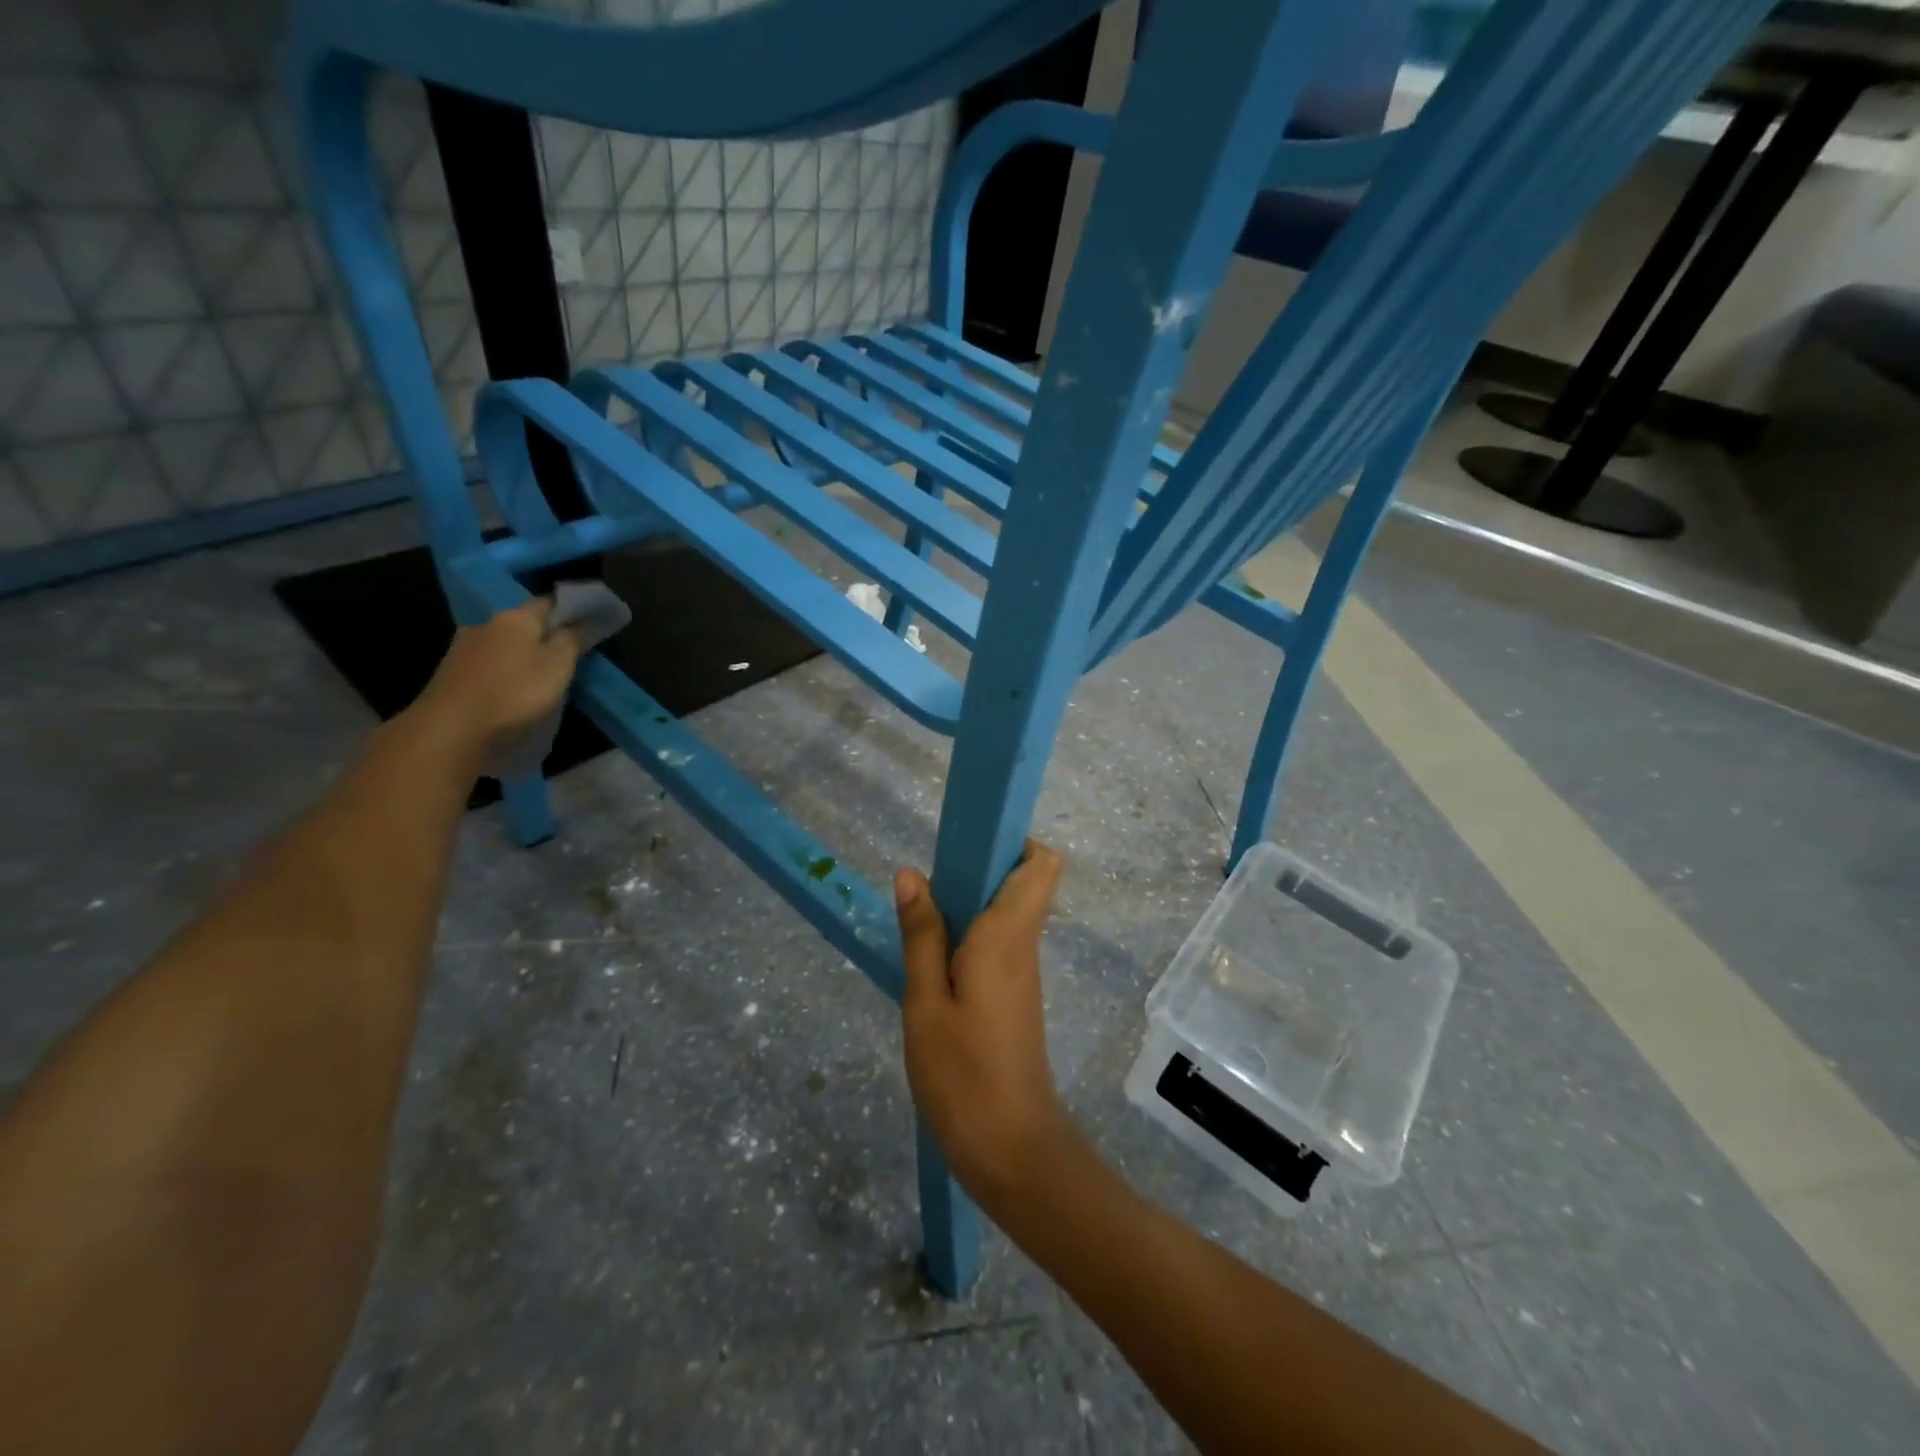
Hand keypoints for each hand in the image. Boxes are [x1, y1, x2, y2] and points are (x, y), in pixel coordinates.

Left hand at [410, 597, 582, 755]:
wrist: (451, 728)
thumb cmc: (514, 693)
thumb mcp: (558, 667)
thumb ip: (571, 640)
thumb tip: (577, 623)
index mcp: (517, 617)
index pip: (550, 601)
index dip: (571, 607)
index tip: (590, 619)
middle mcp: (488, 622)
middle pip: (525, 620)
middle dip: (546, 630)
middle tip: (570, 647)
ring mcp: (466, 645)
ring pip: (506, 639)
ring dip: (524, 649)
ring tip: (542, 668)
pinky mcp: (454, 669)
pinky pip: (491, 658)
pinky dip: (506, 665)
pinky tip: (514, 681)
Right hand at [896, 841, 1076, 1208]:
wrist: (1011, 1150)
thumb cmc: (963, 1074)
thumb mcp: (925, 1003)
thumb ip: (921, 936)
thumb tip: (913, 873)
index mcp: (1009, 935)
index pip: (1042, 864)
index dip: (1015, 842)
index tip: (969, 843)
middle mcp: (1024, 945)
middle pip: (1023, 882)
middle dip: (981, 868)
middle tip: (929, 883)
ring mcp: (1022, 973)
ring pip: (1007, 914)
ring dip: (970, 904)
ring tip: (919, 917)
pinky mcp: (1014, 997)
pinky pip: (998, 945)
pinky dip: (969, 936)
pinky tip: (931, 960)